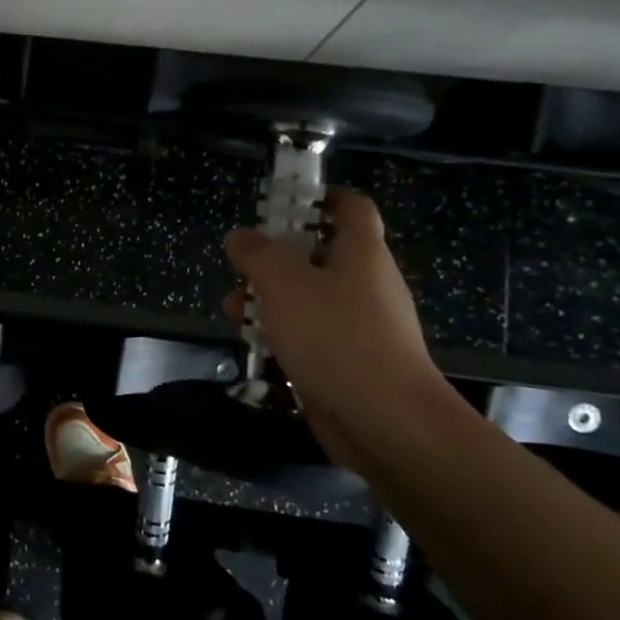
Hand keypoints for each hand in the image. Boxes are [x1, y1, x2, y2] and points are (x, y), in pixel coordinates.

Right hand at [224, 187, 443, 454]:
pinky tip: (255, 348)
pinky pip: (313, 337)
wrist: (386, 423)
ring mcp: (362, 327)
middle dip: (276, 258)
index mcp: (362, 253)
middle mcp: (367, 284)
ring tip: (233, 311)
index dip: (321, 196)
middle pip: (321, 255)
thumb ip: (258, 254)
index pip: (352, 207)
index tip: (283, 201)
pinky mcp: (351, 364)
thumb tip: (240, 236)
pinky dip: (284, 336)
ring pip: (311, 300)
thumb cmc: (336, 338)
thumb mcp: (284, 284)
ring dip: (271, 301)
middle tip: (241, 266)